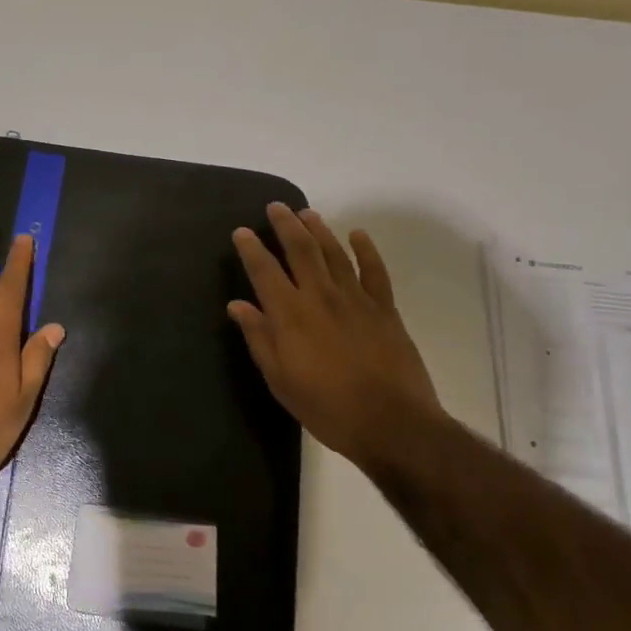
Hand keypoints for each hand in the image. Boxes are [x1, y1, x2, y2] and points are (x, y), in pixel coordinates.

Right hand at [229, 203, 448, 470]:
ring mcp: (356, 299)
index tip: (242, 231)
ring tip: (307, 213)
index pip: (264, 271)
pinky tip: (358, 235)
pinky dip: (366, 249)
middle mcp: (320, 296)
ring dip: (319, 229)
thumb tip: (238, 305)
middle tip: (276, 207)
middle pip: (300, 250)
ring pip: (334, 253)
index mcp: (290, 315)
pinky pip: (374, 270)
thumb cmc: (327, 408)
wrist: (392, 423)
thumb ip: (259, 338)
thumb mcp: (281, 381)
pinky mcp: (384, 308)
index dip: (251, 248)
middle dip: (285, 225)